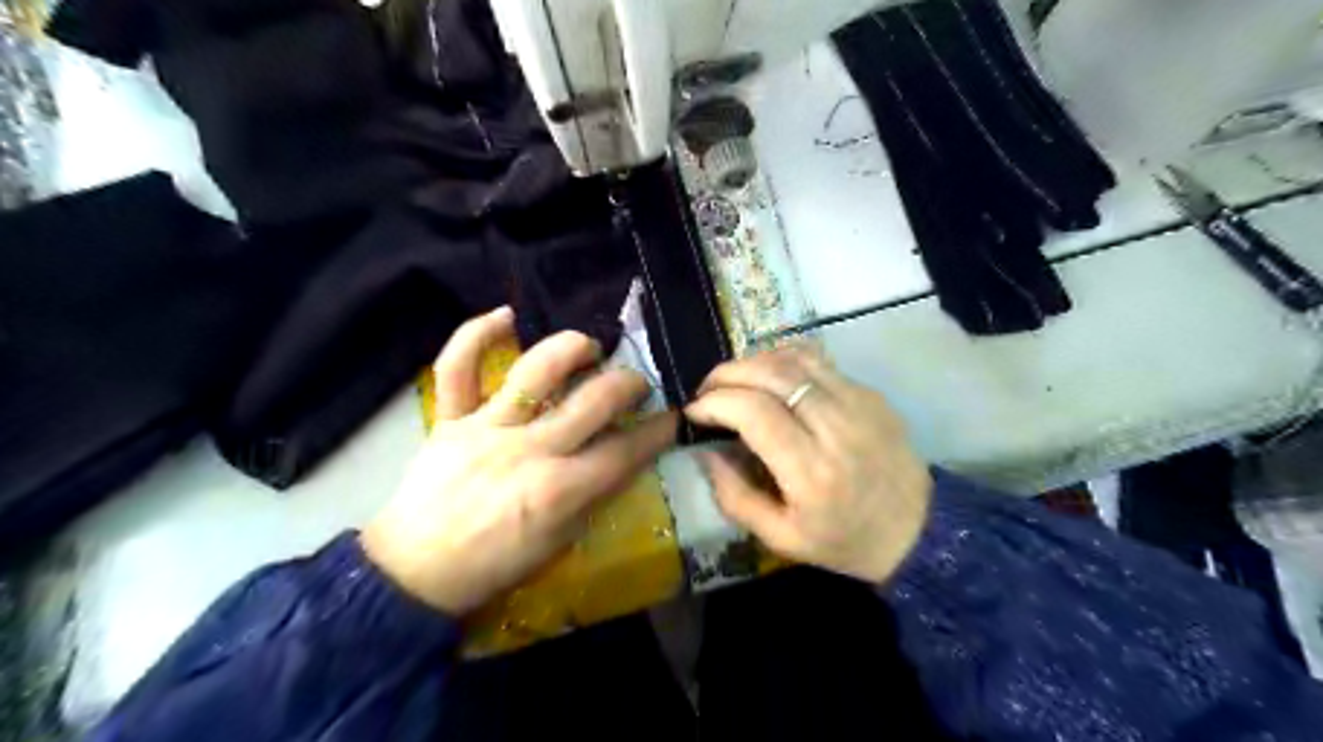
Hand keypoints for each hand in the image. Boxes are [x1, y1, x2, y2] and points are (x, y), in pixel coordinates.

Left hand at [360, 309, 674, 612]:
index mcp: (560, 489)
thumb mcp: (559, 542)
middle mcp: (529, 449)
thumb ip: (593, 495)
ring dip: (572, 349)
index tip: (674, 416)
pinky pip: (457, 367)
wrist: (415, 571)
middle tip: (635, 383)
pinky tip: (505, 315)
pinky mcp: (450, 418)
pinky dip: (477, 334)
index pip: (625, 450)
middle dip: (628, 385)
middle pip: (594, 401)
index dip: (659, 430)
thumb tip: (621, 457)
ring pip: (537, 371)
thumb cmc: (494, 564)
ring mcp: (486, 427)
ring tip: (588, 348)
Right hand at [689, 346, 933, 584]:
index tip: (695, 411)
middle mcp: (836, 428)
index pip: (754, 413)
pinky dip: (783, 359)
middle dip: (727, 374)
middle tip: (706, 390)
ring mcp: (858, 404)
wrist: (918, 531)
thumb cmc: (844, 541)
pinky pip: (818, 361)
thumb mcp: (781, 538)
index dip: (715, 402)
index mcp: (812, 473)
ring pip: (794, 359)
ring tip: (733, 380)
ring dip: (753, 361)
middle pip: (772, 375)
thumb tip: (706, 451)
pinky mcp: (869, 393)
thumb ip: (735, 497)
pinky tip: (768, 376)